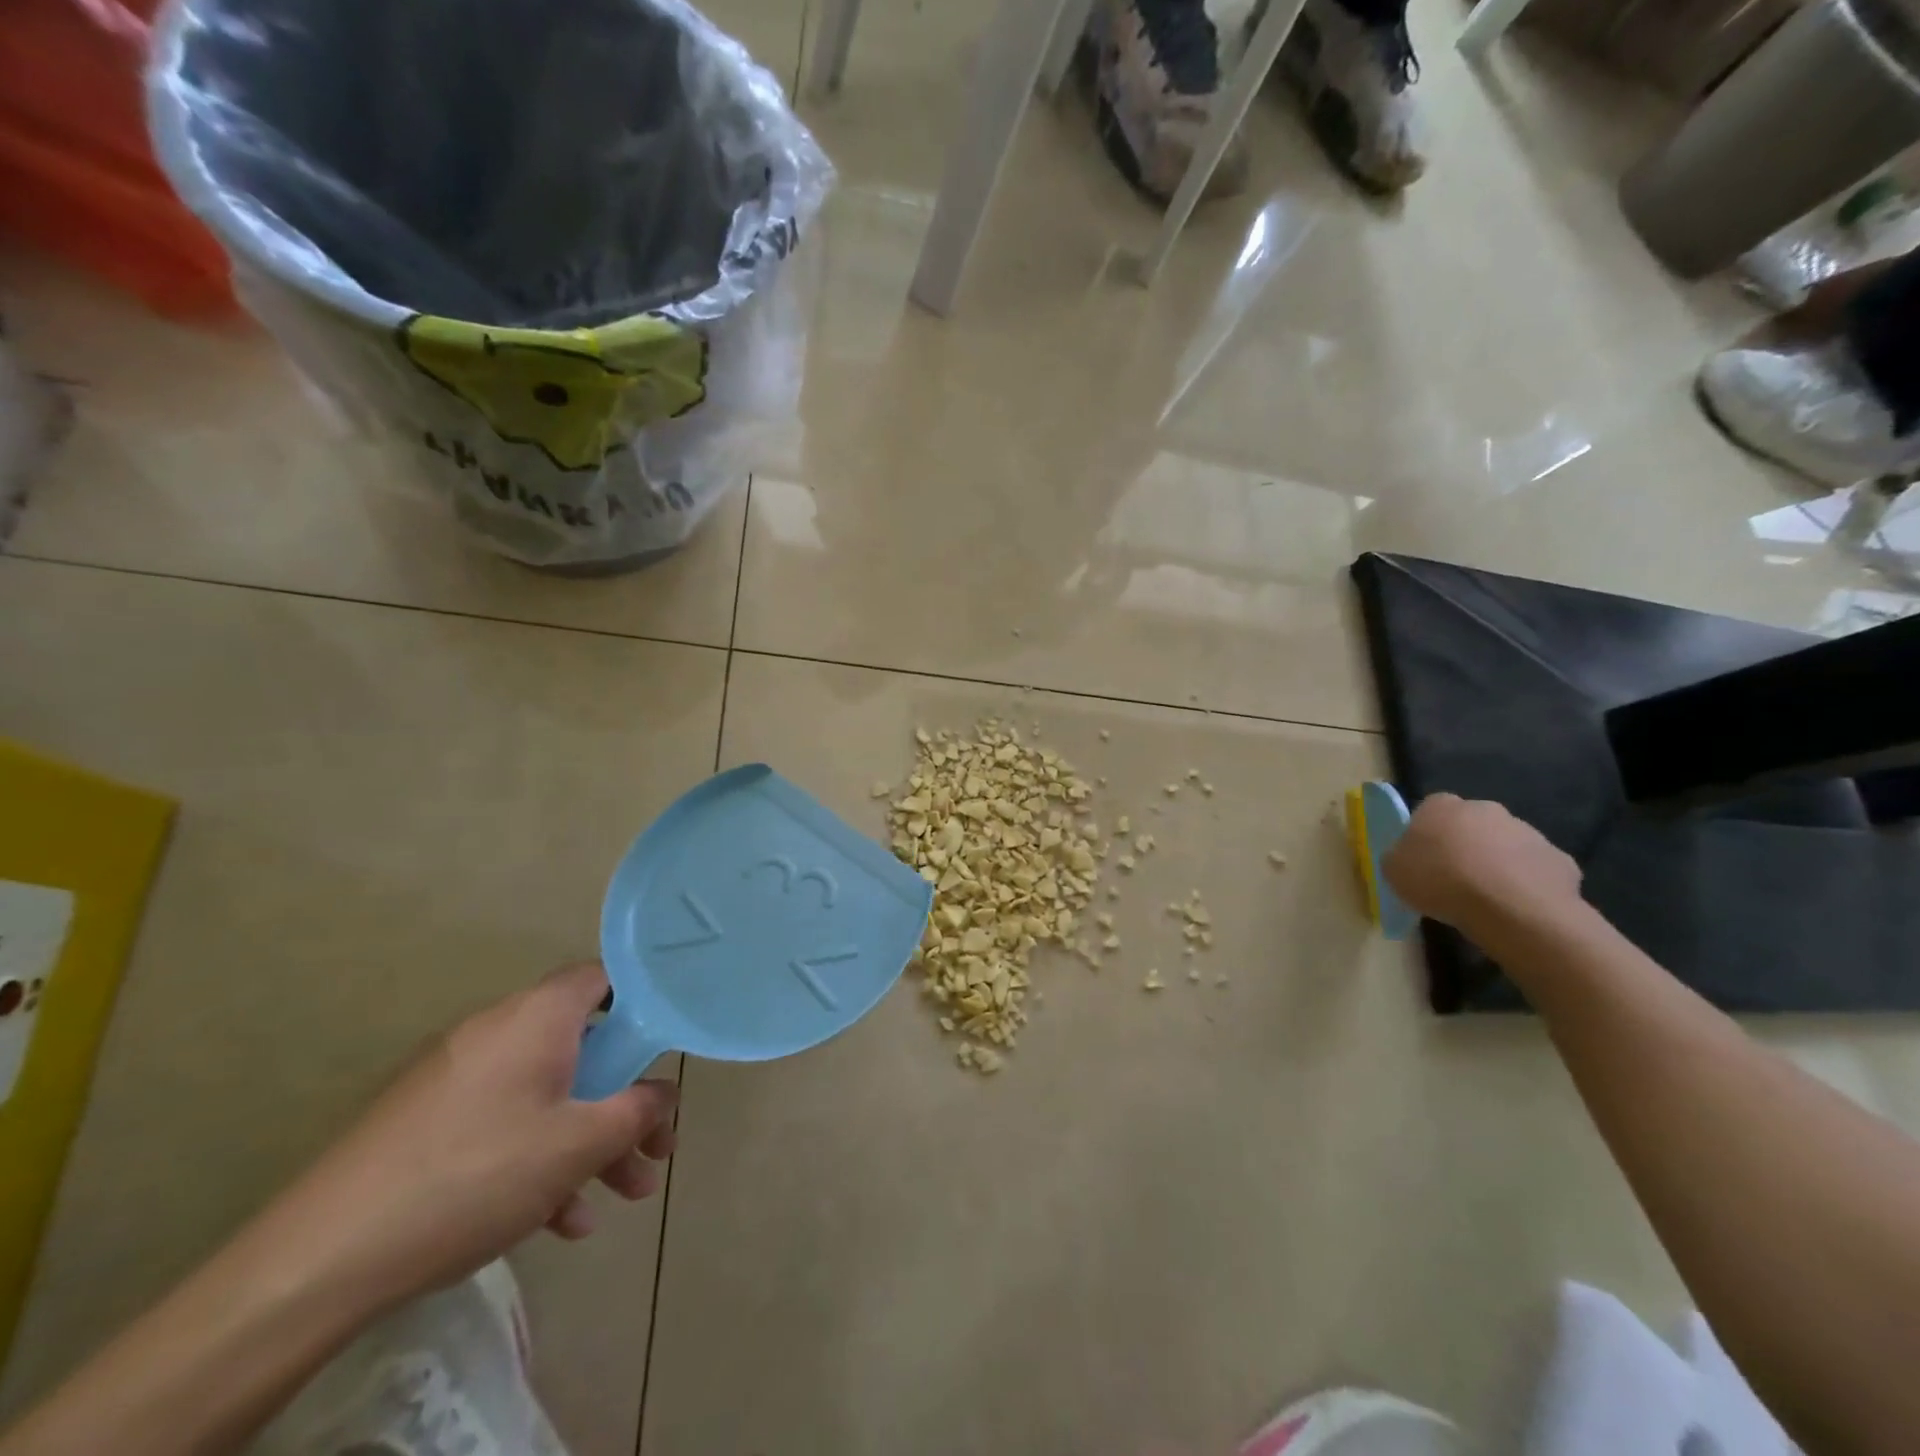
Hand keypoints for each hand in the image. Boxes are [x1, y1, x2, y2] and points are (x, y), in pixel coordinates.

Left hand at [261, 962, 675, 1311]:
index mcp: (536, 1016)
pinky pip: (503, 1121)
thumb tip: (663, 1093)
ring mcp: (457, 1076)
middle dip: (624, 1100)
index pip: (604, 977)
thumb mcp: (578, 1145)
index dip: (643, 1002)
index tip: (665, 1046)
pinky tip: (558, 1221)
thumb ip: (637, 1110)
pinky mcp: (427, 1120)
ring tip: (619, 1197)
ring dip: (589, 1140)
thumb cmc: (475, 1176)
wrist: (318, 1260)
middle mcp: (497, 1031)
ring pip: (546, 1093)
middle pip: (582, 1048)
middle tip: (654, 1149)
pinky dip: (538, 1156)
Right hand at [1382, 793, 1582, 937]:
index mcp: (1442, 806)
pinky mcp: (1560, 859)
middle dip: (1465, 845)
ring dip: (1497, 863)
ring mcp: (1527, 832)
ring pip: (1505, 845)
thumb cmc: (1440, 881)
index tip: (1423, 859)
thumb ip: (1400, 856)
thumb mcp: (1394, 870)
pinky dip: (1527, 884)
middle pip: (1471, 824)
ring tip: (1487, 898)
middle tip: (1455, 878)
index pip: (1429, 810)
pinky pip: (1535, 869)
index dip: (1426, 834)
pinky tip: (1518, 907)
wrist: (1512, 908)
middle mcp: (1485, 809)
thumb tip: (1410, 856)